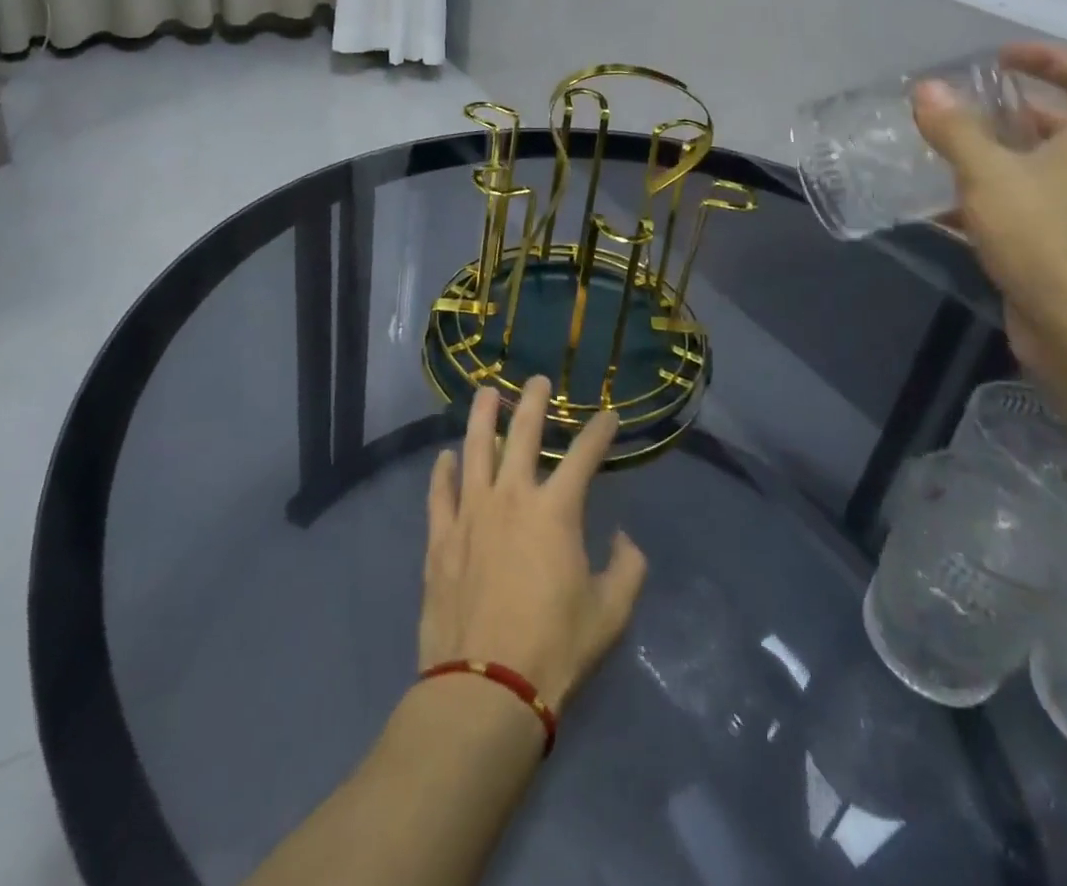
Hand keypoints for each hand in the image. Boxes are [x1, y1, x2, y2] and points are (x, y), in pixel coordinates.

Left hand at [420, 377, 647, 713]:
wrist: (485, 687)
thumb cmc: (555, 648)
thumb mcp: (610, 613)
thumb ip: (627, 568)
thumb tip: (623, 539)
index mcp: (555, 511)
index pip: (583, 456)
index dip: (599, 432)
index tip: (609, 415)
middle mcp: (511, 498)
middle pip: (521, 435)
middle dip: (533, 402)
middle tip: (538, 379)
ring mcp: (470, 514)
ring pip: (474, 450)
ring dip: (481, 417)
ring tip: (486, 392)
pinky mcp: (441, 539)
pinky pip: (440, 493)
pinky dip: (442, 472)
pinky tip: (445, 457)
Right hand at [912, 42, 1066, 371]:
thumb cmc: (1047, 237)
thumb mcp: (990, 175)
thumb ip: (956, 130)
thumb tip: (927, 89)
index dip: (1046, 58)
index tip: (999, 58)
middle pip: (1061, 121)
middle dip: (1011, 109)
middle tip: (961, 106)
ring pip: (1039, 165)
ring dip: (995, 153)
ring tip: (943, 149)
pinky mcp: (1063, 243)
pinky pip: (1024, 203)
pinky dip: (988, 196)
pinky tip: (941, 206)